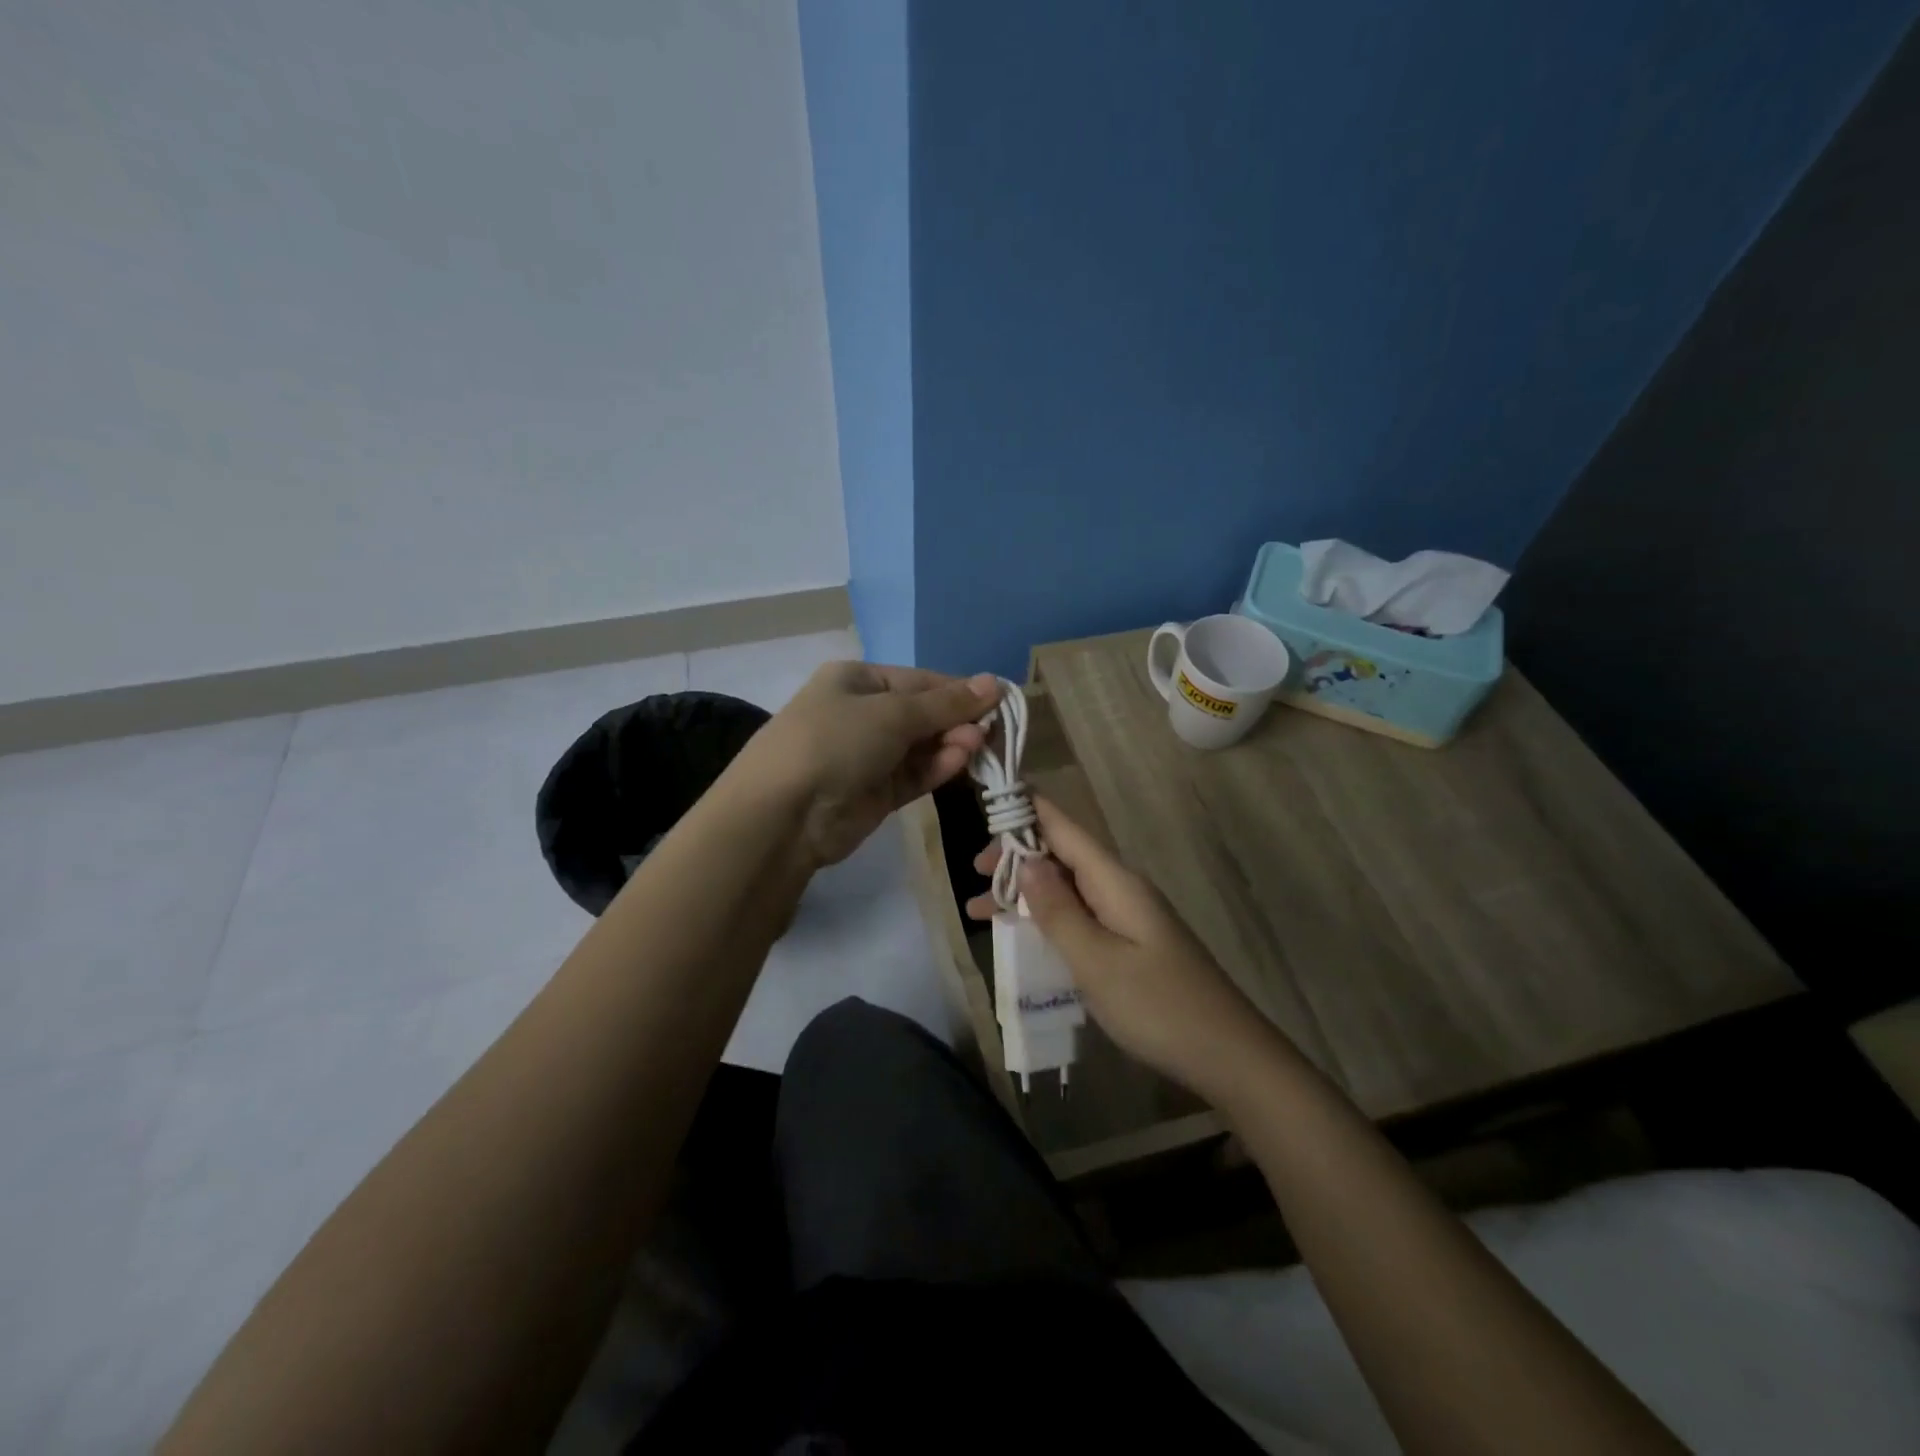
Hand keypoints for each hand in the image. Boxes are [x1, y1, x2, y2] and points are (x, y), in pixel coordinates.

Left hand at [732, 661, 1000, 869]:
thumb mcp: (892, 712)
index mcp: (857, 681)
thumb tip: (993, 682)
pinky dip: (937, 768)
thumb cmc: (835, 741)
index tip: (998, 700)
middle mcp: (862, 714)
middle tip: (992, 730)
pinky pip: (914, 774)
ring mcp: (868, 756)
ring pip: (922, 746)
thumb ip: (946, 703)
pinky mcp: (876, 793)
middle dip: (956, 720)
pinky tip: (960, 762)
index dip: (958, 690)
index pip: (919, 681)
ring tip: (978, 746)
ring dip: (951, 744)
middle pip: (923, 714)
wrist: (784, 814)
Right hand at [967, 797, 1280, 1101]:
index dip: (1026, 811)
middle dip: (1016, 858)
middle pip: (1062, 855)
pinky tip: (1022, 936)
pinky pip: (1080, 915)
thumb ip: (1058, 910)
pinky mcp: (1131, 942)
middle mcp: (1120, 888)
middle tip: (974, 875)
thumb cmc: (1158, 1007)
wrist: (1228, 1056)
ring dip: (1025, 893)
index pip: (1064, 828)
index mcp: (1115, 881)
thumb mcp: (1096, 961)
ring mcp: (1128, 916)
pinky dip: (1047, 918)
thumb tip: (1026, 860)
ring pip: (1067, 888)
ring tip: (978, 910)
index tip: (987, 800)